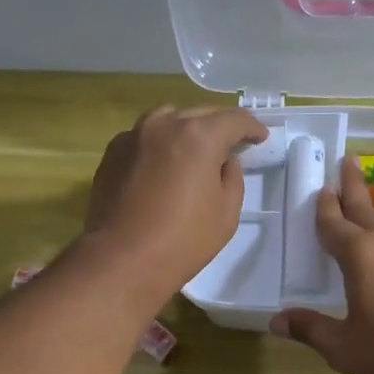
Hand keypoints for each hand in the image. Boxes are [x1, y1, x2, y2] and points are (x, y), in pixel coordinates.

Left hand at [81, 105, 266, 303]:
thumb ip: (232, 177)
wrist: (122, 260)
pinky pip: (144, 136)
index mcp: (199, 136)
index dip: (252, 127)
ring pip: (169, 119)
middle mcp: (164, 125)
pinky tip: (163, 164)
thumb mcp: (226, 213)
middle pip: (200, 113)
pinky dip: (160, 143)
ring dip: (187, 129)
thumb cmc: (182, 241)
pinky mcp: (113, 151)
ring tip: (195, 149)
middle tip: (231, 145)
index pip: (234, 119)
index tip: (260, 138)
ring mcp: (134, 135)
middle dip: (220, 126)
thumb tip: (225, 160)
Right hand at [270, 155, 373, 373]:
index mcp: (361, 255)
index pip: (334, 224)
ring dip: (367, 207)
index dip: (324, 207)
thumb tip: (276, 321)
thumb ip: (310, 329)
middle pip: (363, 208)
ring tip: (357, 198)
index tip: (319, 187)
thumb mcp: (344, 347)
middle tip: (345, 160)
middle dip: (351, 185)